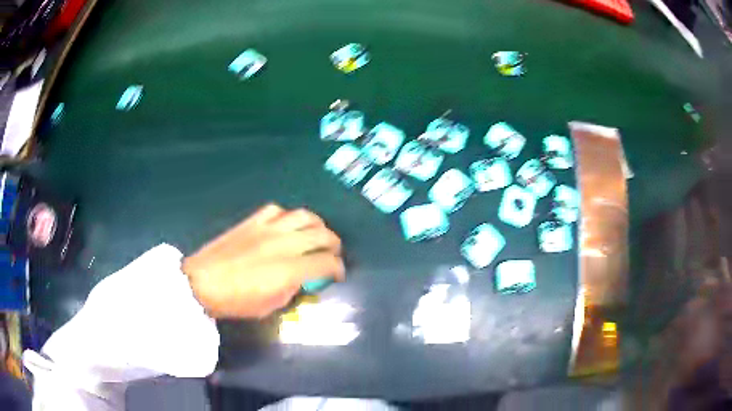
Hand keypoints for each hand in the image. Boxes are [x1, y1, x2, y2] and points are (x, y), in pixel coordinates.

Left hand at [182, 204, 344, 318]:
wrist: (202, 282)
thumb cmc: (235, 301)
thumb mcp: (270, 306)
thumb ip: (291, 290)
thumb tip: (300, 279)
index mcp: (289, 269)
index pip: (326, 262)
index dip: (338, 268)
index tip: (337, 274)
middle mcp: (283, 244)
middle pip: (322, 234)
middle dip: (334, 244)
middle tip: (333, 253)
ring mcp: (267, 229)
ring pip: (304, 215)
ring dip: (316, 225)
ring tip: (316, 234)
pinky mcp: (252, 222)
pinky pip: (277, 210)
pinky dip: (287, 216)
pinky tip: (285, 225)